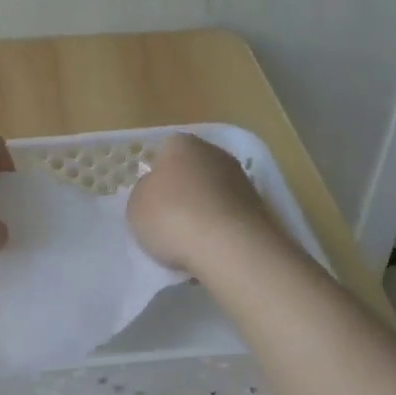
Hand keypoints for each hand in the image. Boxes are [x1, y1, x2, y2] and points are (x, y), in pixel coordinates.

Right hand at [126, 133, 281, 271]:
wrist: (228, 246)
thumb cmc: (171, 216)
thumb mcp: (136, 206)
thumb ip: (144, 192)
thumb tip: (157, 191)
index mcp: (182, 144)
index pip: (165, 151)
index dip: (157, 175)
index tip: (152, 200)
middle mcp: (215, 153)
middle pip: (193, 170)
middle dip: (183, 191)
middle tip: (168, 219)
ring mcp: (242, 179)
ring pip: (213, 193)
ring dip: (204, 210)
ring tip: (190, 241)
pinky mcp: (259, 207)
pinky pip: (229, 215)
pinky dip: (221, 229)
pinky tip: (211, 249)